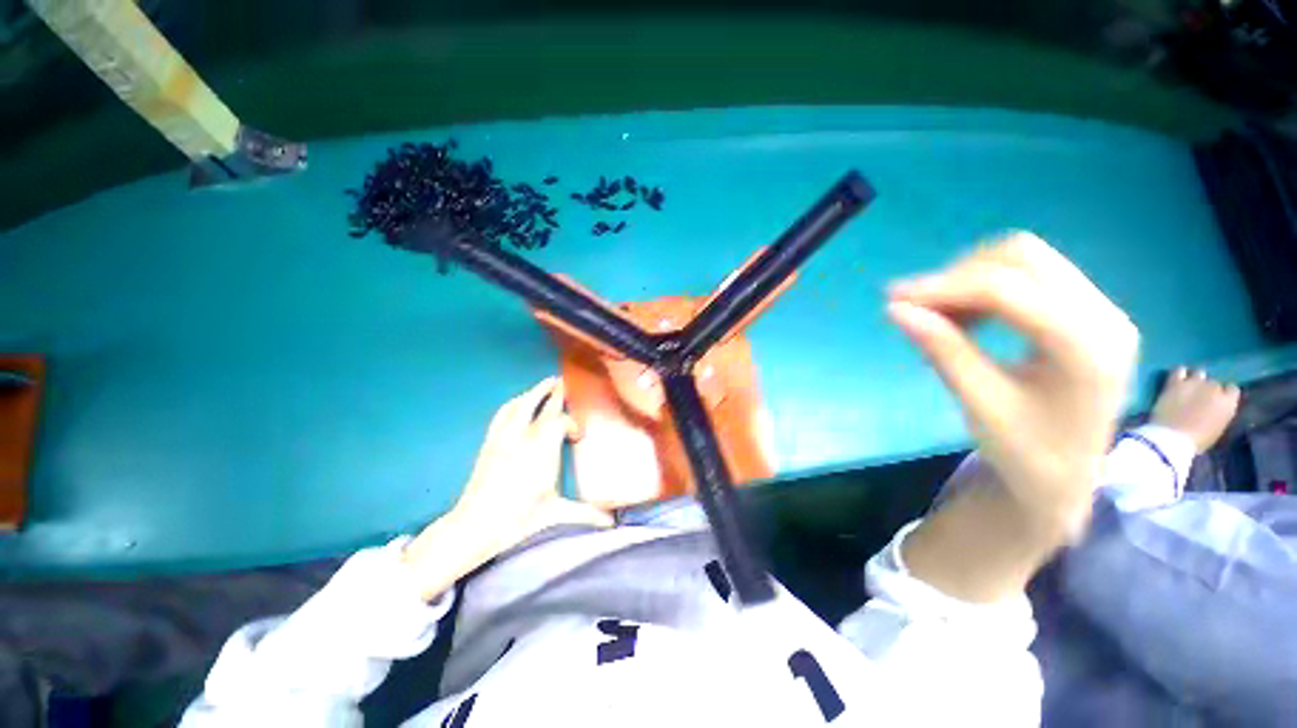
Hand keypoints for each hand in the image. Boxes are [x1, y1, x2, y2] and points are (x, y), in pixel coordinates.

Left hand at [455, 376, 612, 549]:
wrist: (476, 525)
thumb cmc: (519, 518)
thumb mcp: (556, 513)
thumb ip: (587, 513)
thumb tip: (612, 522)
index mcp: (543, 450)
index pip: (560, 421)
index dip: (571, 423)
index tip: (577, 436)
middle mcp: (524, 436)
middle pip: (541, 404)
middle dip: (553, 392)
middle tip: (562, 381)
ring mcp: (504, 436)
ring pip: (521, 404)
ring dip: (534, 392)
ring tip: (544, 385)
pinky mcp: (490, 441)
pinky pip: (503, 414)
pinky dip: (514, 403)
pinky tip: (518, 403)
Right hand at [888, 233, 1138, 530]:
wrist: (1066, 478)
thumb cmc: (1025, 452)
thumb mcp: (979, 404)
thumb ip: (942, 351)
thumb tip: (895, 310)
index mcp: (1087, 347)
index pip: (1008, 290)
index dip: (944, 287)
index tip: (892, 298)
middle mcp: (1104, 315)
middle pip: (1022, 256)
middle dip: (958, 275)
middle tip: (915, 305)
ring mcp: (1100, 309)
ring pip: (1024, 259)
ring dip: (970, 278)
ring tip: (938, 314)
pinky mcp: (1085, 311)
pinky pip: (1029, 275)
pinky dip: (985, 287)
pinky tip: (965, 317)